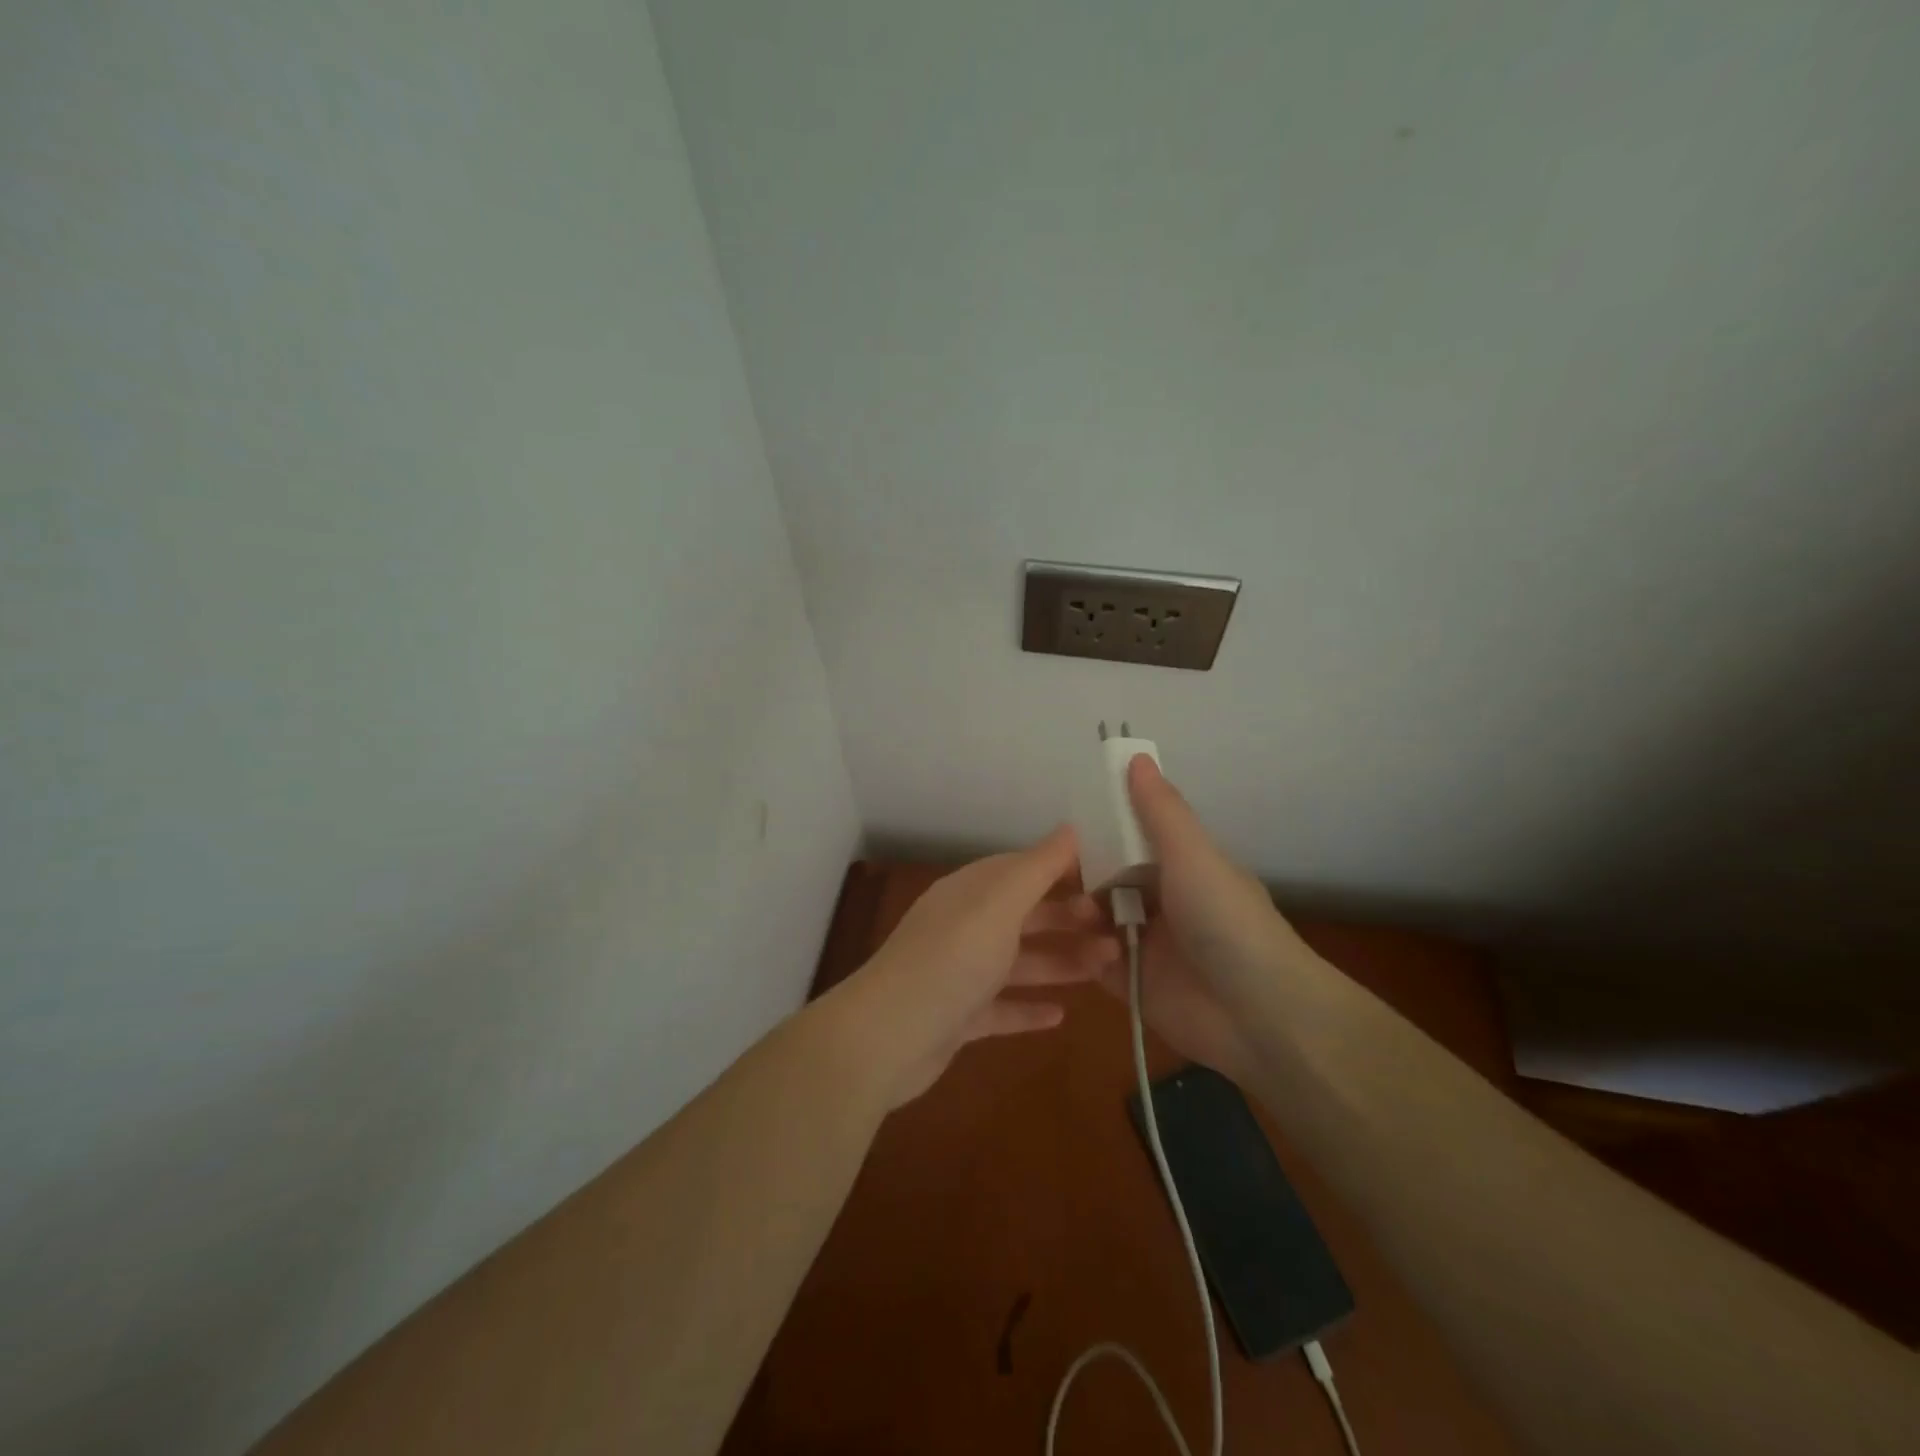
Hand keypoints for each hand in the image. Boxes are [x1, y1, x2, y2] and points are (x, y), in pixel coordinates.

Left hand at [832, 826, 1120, 1107]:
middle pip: (1024, 916)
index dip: (1061, 870)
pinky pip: (1002, 1007)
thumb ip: (1037, 868)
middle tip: (1117, 930)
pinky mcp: (958, 1017)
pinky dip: (1029, 1008)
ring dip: (1060, 962)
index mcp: (970, 892)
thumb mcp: (999, 904)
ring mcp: (960, 973)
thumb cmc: (951, 958)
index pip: (1020, 869)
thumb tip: (1070, 828)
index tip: (1107, 879)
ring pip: (1019, 962)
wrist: (887, 1037)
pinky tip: (1061, 1015)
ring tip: (1108, 968)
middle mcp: (964, 926)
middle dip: (1068, 920)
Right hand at [1099, 756, 1317, 1082]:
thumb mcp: (1195, 857)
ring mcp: (1148, 945)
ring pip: (1099, 918)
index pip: (1135, 839)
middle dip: (1085, 875)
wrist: (1259, 1016)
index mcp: (1183, 869)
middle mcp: (1165, 903)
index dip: (1104, 829)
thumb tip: (1136, 757)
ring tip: (1076, 915)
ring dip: (1082, 913)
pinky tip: (1074, 946)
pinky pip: (1095, 960)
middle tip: (1056, 874)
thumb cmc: (1227, 923)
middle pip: (1112, 879)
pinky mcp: (1133, 984)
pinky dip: (1083, 952)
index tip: (1069, 823)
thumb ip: (1161, 811)